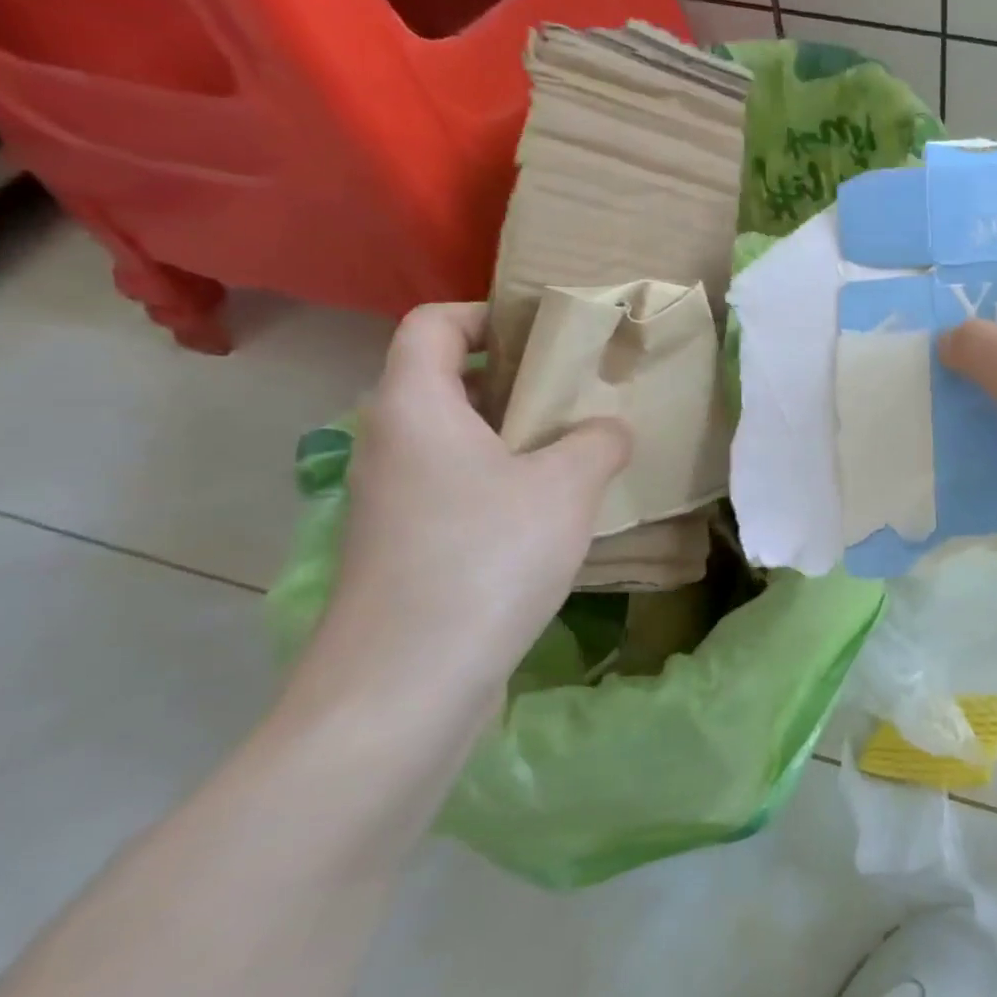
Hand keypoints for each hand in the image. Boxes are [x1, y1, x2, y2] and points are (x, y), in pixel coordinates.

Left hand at [304, 304, 630, 710]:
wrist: (406, 681)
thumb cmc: (486, 556)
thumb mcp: (567, 486)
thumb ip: (599, 441)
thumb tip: (607, 430)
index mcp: (415, 407)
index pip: (433, 325)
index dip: (486, 314)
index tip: (547, 334)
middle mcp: (389, 444)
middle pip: (446, 383)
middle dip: (517, 381)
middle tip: (581, 395)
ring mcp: (389, 501)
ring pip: (455, 442)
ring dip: (515, 438)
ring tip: (578, 453)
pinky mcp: (402, 548)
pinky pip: (455, 490)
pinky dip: (501, 484)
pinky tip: (551, 516)